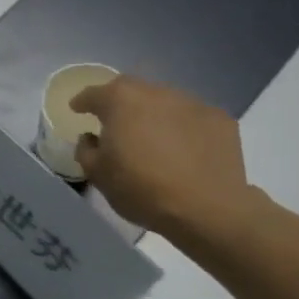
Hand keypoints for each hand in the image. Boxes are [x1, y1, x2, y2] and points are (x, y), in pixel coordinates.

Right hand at [70, 75, 260, 238]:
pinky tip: (184, 148)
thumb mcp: (97, 174)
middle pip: (131, 89)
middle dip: (119, 101)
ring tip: (153, 136)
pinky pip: (192, 117)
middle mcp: (155, 93)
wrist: (208, 209)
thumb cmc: (142, 189)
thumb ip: (86, 149)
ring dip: (153, 113)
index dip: (82, 101)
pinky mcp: (220, 120)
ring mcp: (192, 103)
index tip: (77, 109)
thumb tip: (91, 138)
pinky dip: (183, 127)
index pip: (93, 93)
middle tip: (115, 121)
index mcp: (120, 100)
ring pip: (164, 101)